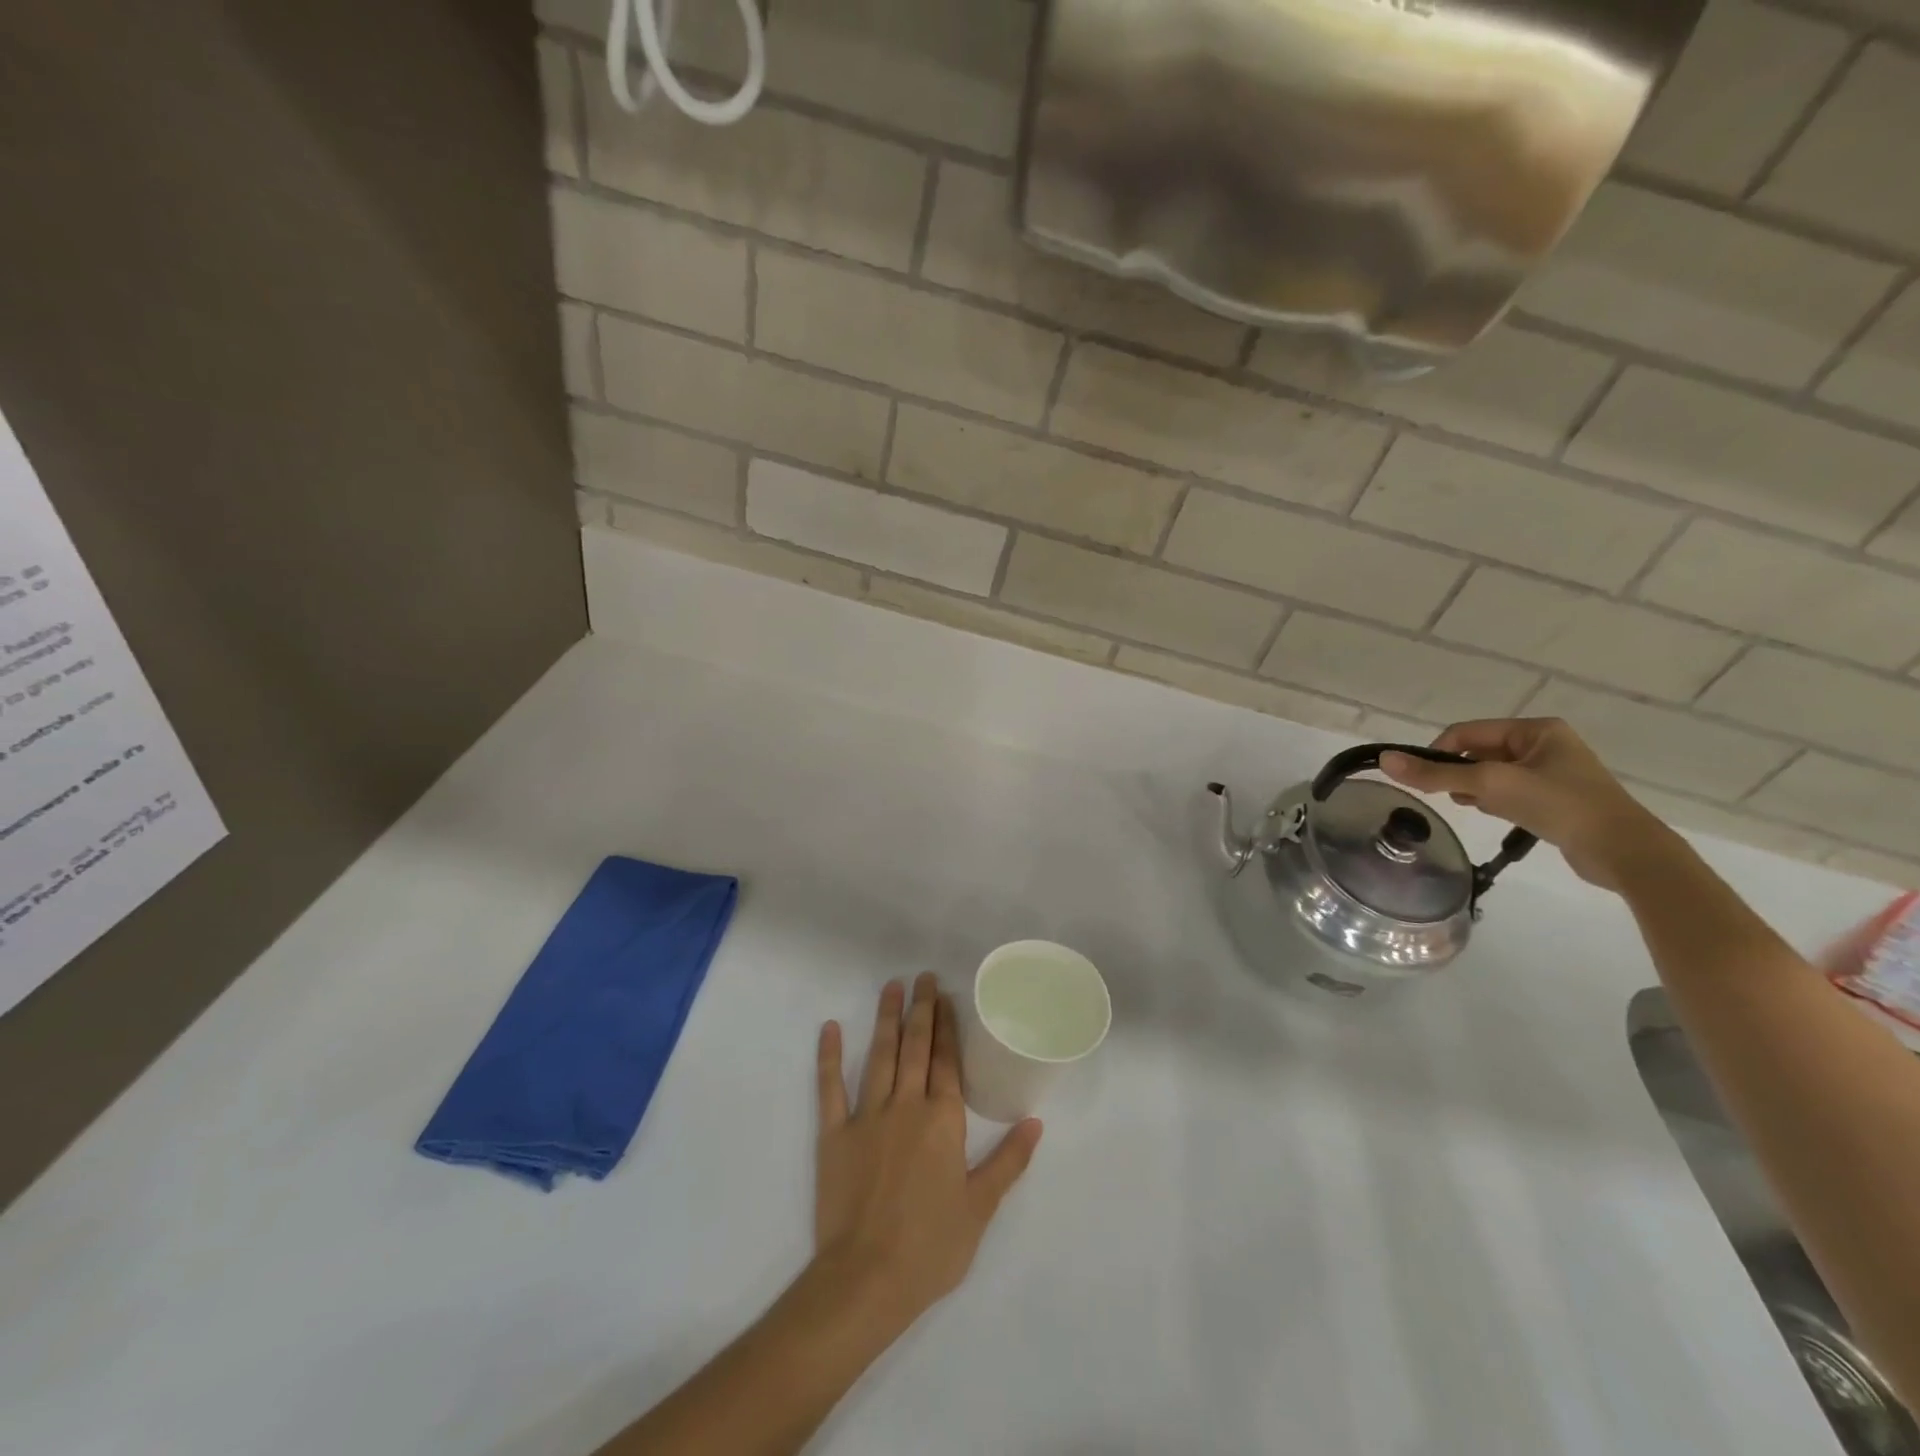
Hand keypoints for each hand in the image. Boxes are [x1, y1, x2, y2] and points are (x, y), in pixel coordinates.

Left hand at [812, 974, 1041, 1337]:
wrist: (866, 1280)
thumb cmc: (930, 1248)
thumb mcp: (980, 1208)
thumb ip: (1008, 1161)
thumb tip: (1035, 1122)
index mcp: (942, 1121)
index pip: (946, 1061)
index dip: (947, 1026)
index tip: (947, 997)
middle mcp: (906, 1106)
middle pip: (915, 1047)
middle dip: (921, 1009)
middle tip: (923, 977)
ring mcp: (867, 1116)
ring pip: (879, 1055)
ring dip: (885, 1019)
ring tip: (891, 987)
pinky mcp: (834, 1134)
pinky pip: (830, 1087)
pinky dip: (829, 1056)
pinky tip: (830, 1028)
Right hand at [1378, 717, 1673, 891]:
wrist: (1624, 851)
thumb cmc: (1559, 806)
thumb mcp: (1490, 785)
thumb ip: (1436, 773)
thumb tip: (1385, 760)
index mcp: (1536, 729)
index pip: (1466, 732)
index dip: (1438, 753)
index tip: (1425, 780)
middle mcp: (1544, 744)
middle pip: (1477, 753)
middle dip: (1458, 773)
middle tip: (1450, 796)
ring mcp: (1552, 772)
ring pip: (1491, 774)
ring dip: (1475, 789)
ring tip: (1474, 807)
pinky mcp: (1556, 799)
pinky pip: (1509, 792)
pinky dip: (1494, 801)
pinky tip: (1495, 816)